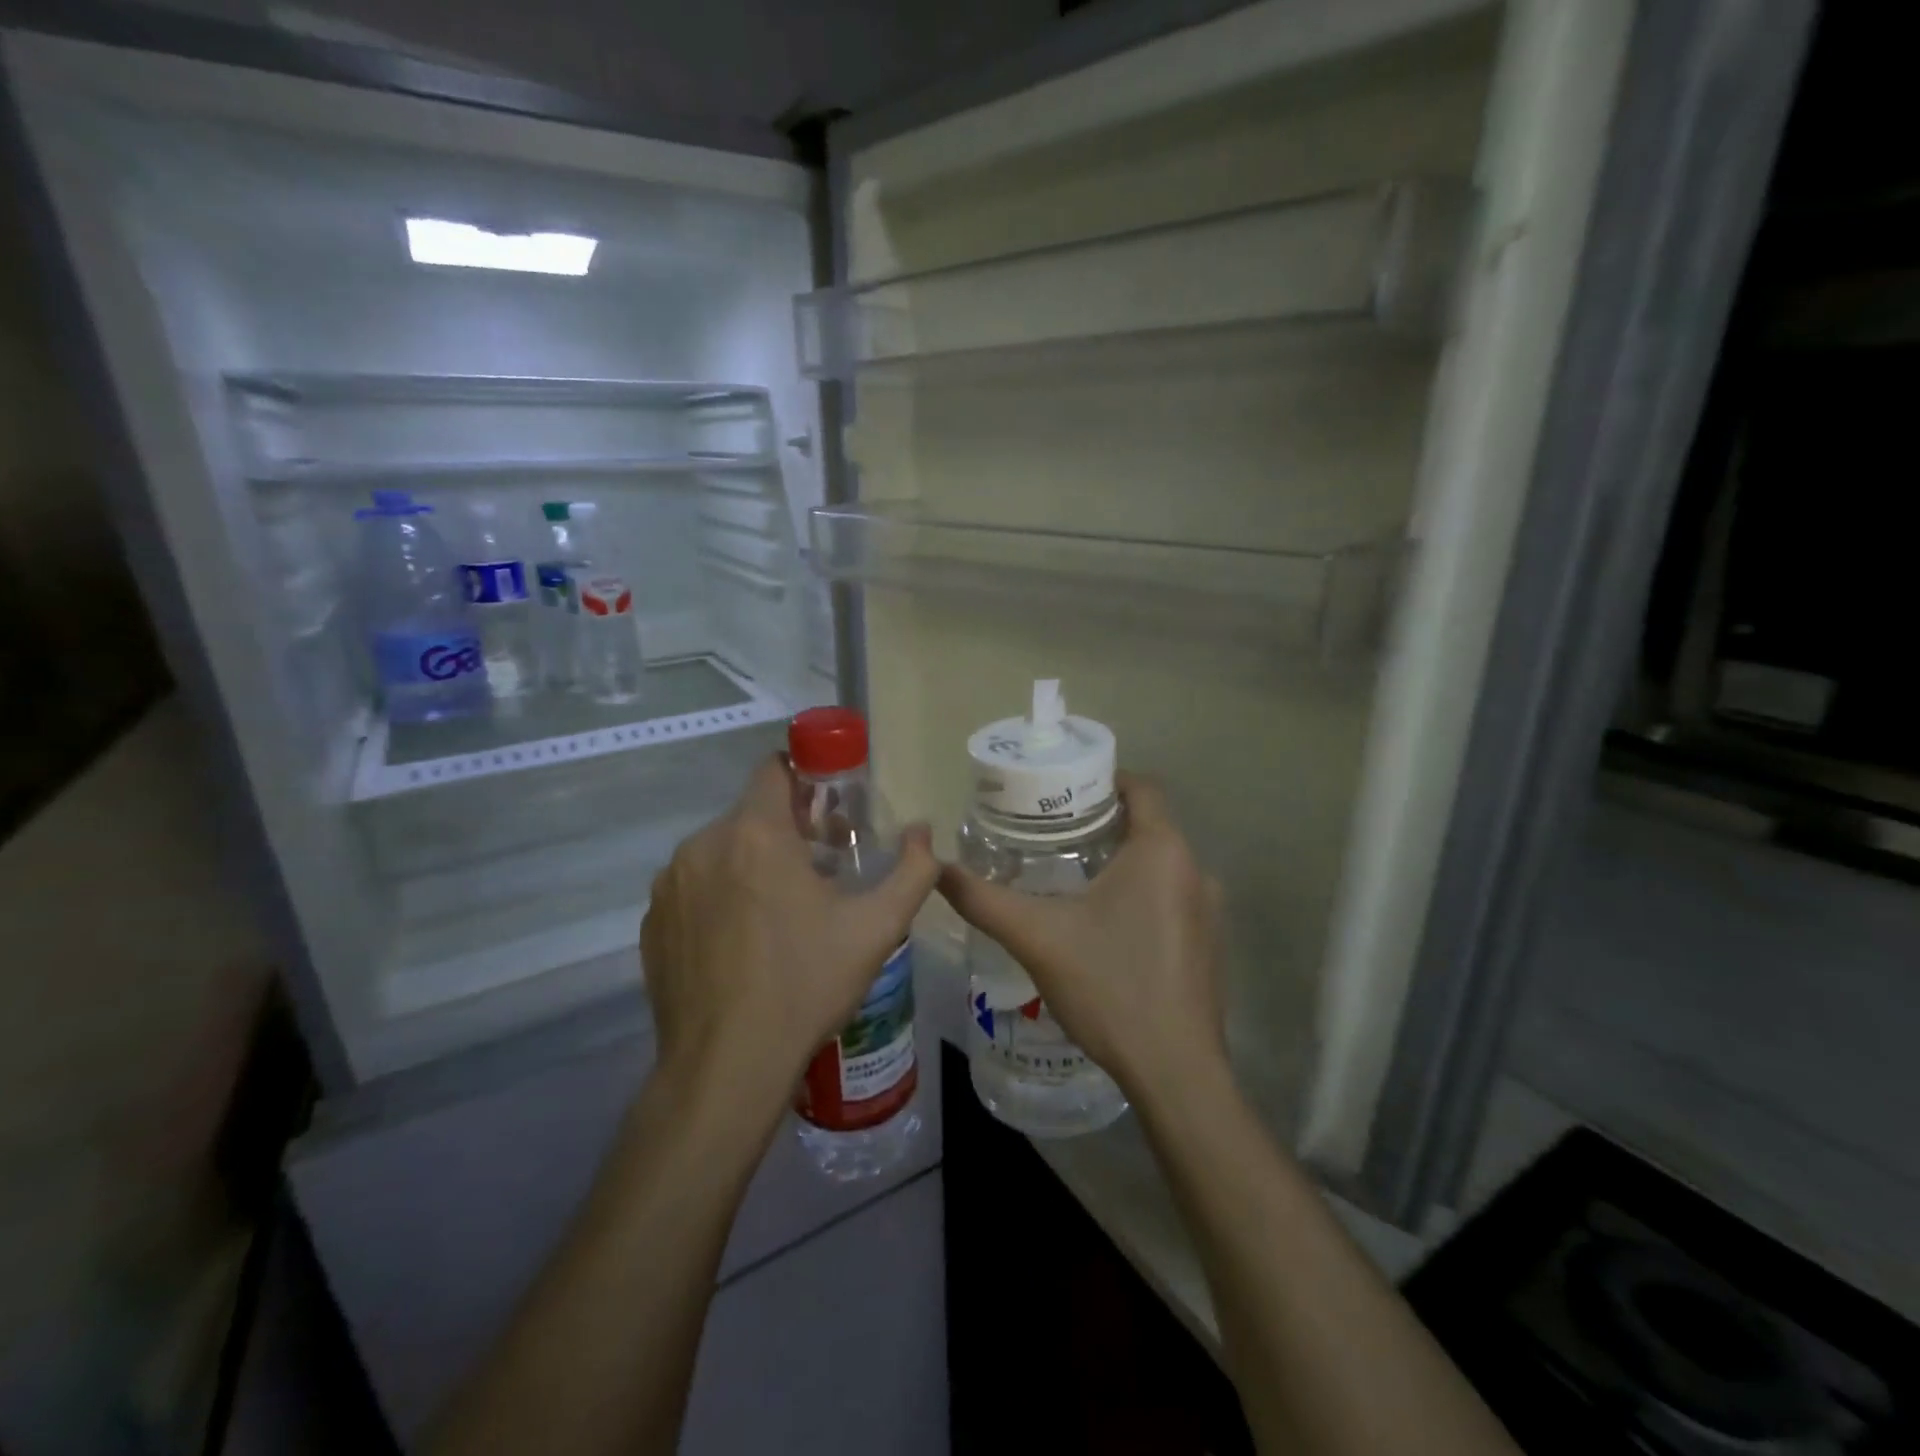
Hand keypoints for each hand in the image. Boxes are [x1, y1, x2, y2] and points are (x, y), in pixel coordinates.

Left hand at [641, 756, 938, 1112]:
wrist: (726, 1065)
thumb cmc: (806, 983)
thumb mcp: (877, 927)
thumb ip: (913, 870)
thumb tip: (923, 832)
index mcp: (755, 833)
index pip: (774, 769)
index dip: (805, 779)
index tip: (828, 810)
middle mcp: (703, 844)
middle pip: (750, 814)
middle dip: (785, 830)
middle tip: (819, 870)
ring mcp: (669, 884)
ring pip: (720, 850)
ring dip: (751, 864)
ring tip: (781, 912)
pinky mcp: (651, 921)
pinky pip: (693, 887)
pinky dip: (719, 897)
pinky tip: (741, 943)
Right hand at [937, 773, 1226, 1106]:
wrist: (1175, 1072)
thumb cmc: (1109, 987)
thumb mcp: (1036, 937)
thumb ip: (983, 899)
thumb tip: (936, 868)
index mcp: (1163, 851)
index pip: (1142, 788)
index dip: (1104, 778)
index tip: (1064, 789)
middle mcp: (1195, 871)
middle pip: (1149, 825)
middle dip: (1103, 822)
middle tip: (1052, 832)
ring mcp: (1209, 911)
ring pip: (1161, 865)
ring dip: (1122, 862)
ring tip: (1071, 876)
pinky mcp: (1210, 946)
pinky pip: (1173, 899)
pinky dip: (1141, 895)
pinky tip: (1105, 926)